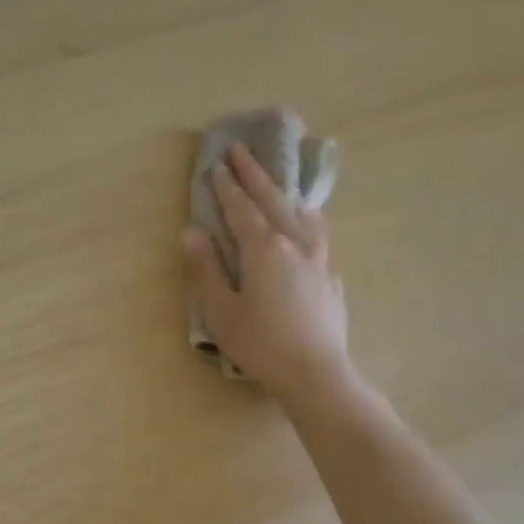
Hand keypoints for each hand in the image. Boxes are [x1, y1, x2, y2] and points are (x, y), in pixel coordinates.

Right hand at [183, 144, 351, 398]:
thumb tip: (192, 231)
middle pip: (273, 200)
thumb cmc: (260, 344)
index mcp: (264, 248)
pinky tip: (309, 227)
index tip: (218, 164)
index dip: (227, 186)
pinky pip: (319, 236)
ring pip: (303, 214)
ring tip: (280, 183)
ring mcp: (319, 260)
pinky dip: (308, 221)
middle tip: (241, 150)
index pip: (241, 208)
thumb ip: (206, 268)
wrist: (315, 373)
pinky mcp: (331, 278)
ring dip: (286, 193)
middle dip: (255, 174)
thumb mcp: (221, 309)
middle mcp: (295, 244)